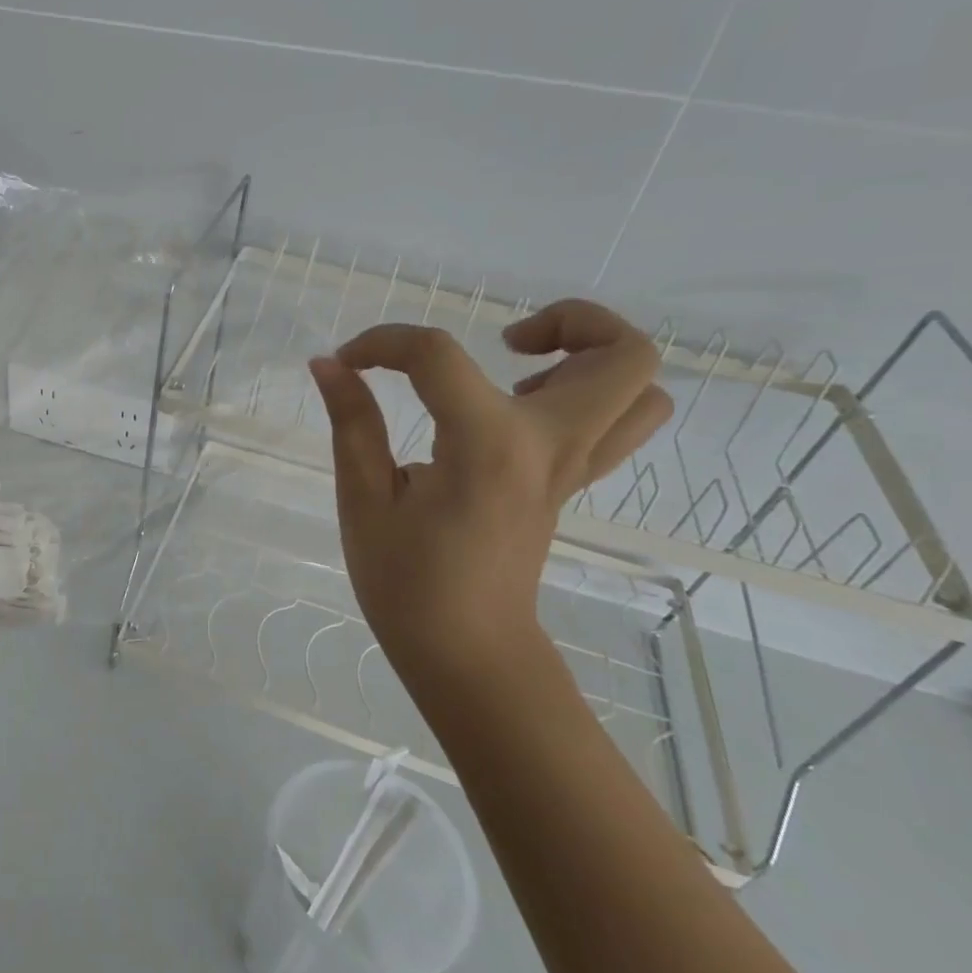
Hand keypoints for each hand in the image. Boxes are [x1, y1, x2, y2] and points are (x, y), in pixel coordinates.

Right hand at [308, 300, 670, 677]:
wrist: (466, 651)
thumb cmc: (405, 582)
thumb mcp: (363, 500)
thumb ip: (352, 422)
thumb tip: (329, 364)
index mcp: (485, 446)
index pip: (437, 356)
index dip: (382, 344)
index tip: (348, 362)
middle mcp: (548, 447)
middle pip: (621, 354)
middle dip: (568, 322)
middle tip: (501, 343)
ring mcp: (573, 468)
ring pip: (642, 389)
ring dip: (589, 360)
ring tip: (518, 374)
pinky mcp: (571, 484)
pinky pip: (620, 425)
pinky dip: (589, 398)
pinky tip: (522, 410)